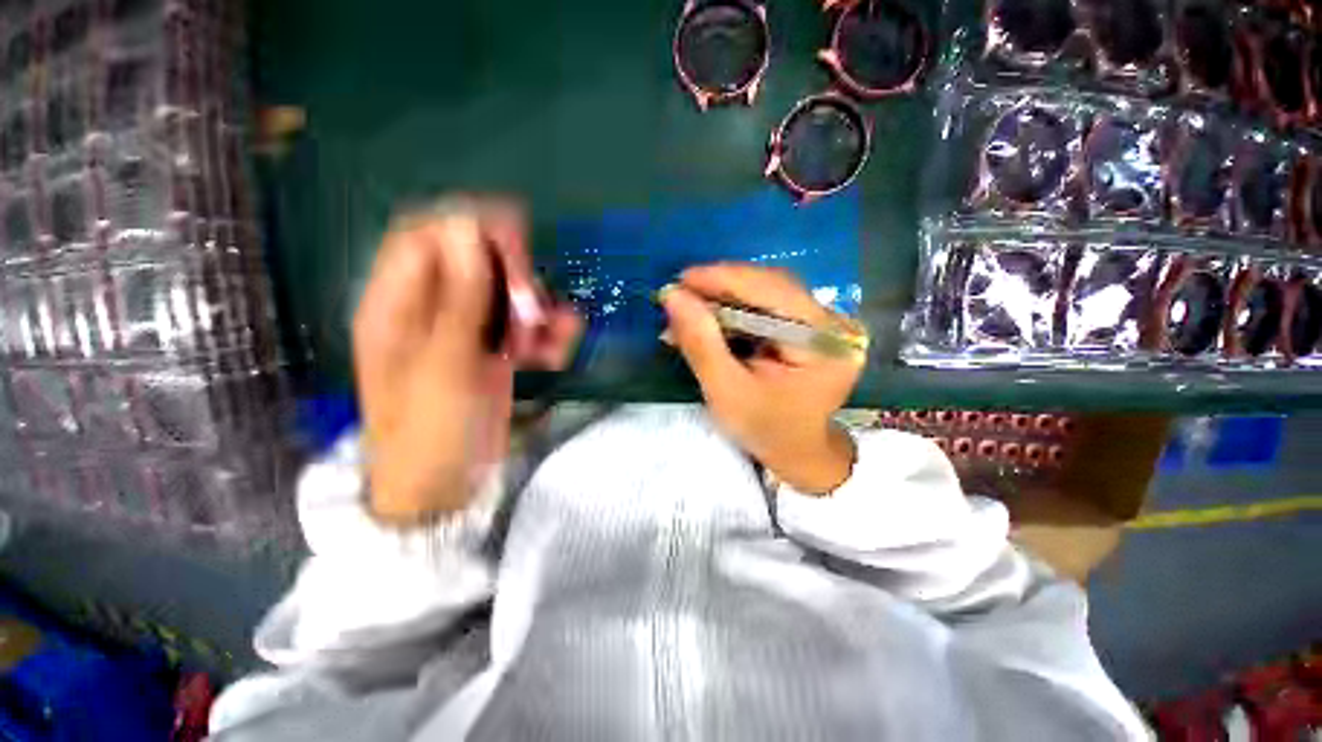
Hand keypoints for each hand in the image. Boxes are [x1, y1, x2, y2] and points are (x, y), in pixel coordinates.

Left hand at [353, 198, 579, 522]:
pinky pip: (522, 327)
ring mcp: (465, 331)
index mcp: (398, 304)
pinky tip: (556, 353)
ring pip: (506, 296)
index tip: (516, 240)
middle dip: (512, 278)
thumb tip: (467, 225)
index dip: (471, 227)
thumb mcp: (445, 363)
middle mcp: (431, 309)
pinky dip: (544, 335)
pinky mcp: (492, 352)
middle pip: (475, 262)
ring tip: (546, 343)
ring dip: (534, 312)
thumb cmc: (431, 429)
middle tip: (533, 308)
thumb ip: (460, 296)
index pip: (428, 236)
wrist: (443, 487)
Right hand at [660, 264, 865, 493]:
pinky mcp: (811, 324)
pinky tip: (712, 315)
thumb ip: (701, 344)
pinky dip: (736, 307)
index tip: (680, 280)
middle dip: (720, 287)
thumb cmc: (766, 429)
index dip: (724, 279)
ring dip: (725, 296)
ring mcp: (825, 321)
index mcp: (825, 342)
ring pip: (767, 291)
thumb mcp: (727, 392)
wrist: (798, 449)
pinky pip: (769, 304)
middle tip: (680, 295)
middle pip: (771, 286)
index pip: (773, 292)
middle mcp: (832, 322)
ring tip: (690, 307)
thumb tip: (673, 296)